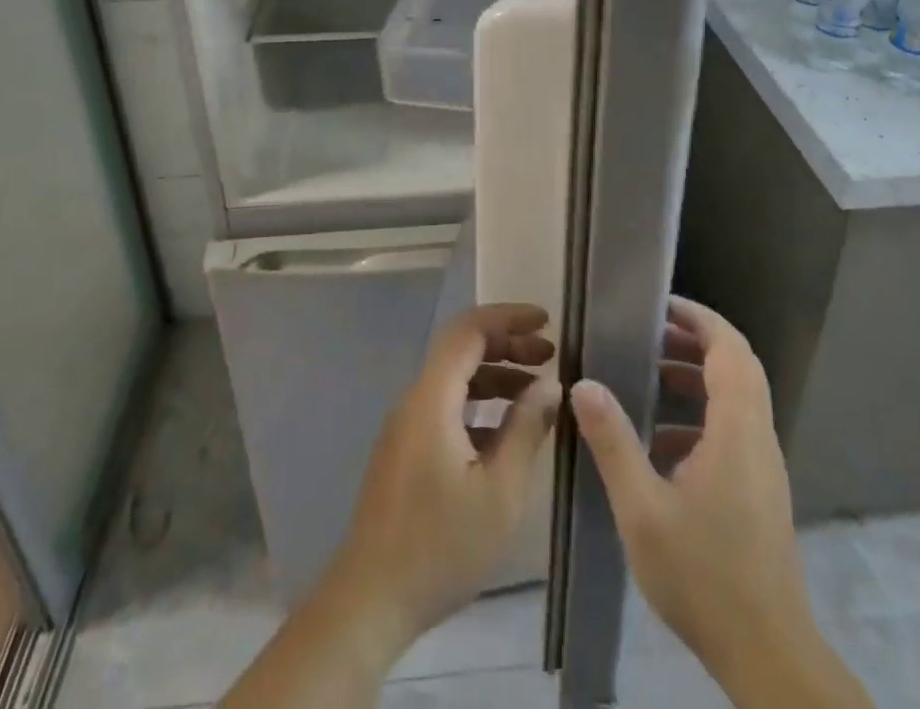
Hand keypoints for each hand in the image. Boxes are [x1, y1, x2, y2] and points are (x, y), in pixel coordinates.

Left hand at [324, 302, 560, 655]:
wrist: (369, 602)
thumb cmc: (440, 547)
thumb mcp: (499, 492)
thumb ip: (526, 429)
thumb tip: (550, 385)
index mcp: (432, 399)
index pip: (469, 330)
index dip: (508, 317)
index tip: (547, 322)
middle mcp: (414, 400)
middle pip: (461, 350)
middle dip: (507, 344)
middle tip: (550, 355)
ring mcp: (406, 426)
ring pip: (455, 380)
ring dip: (496, 376)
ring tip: (537, 392)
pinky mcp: (406, 451)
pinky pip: (446, 407)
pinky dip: (480, 405)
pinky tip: (508, 433)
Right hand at [571, 297, 871, 708]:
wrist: (767, 655)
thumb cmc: (704, 576)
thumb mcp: (643, 509)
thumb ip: (613, 442)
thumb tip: (584, 383)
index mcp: (737, 431)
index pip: (729, 349)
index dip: (699, 319)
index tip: (660, 305)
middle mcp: (757, 438)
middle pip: (738, 366)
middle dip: (696, 340)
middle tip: (650, 332)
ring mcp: (763, 466)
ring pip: (739, 397)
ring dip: (699, 376)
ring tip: (651, 375)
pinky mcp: (760, 490)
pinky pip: (735, 428)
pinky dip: (703, 414)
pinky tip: (663, 441)